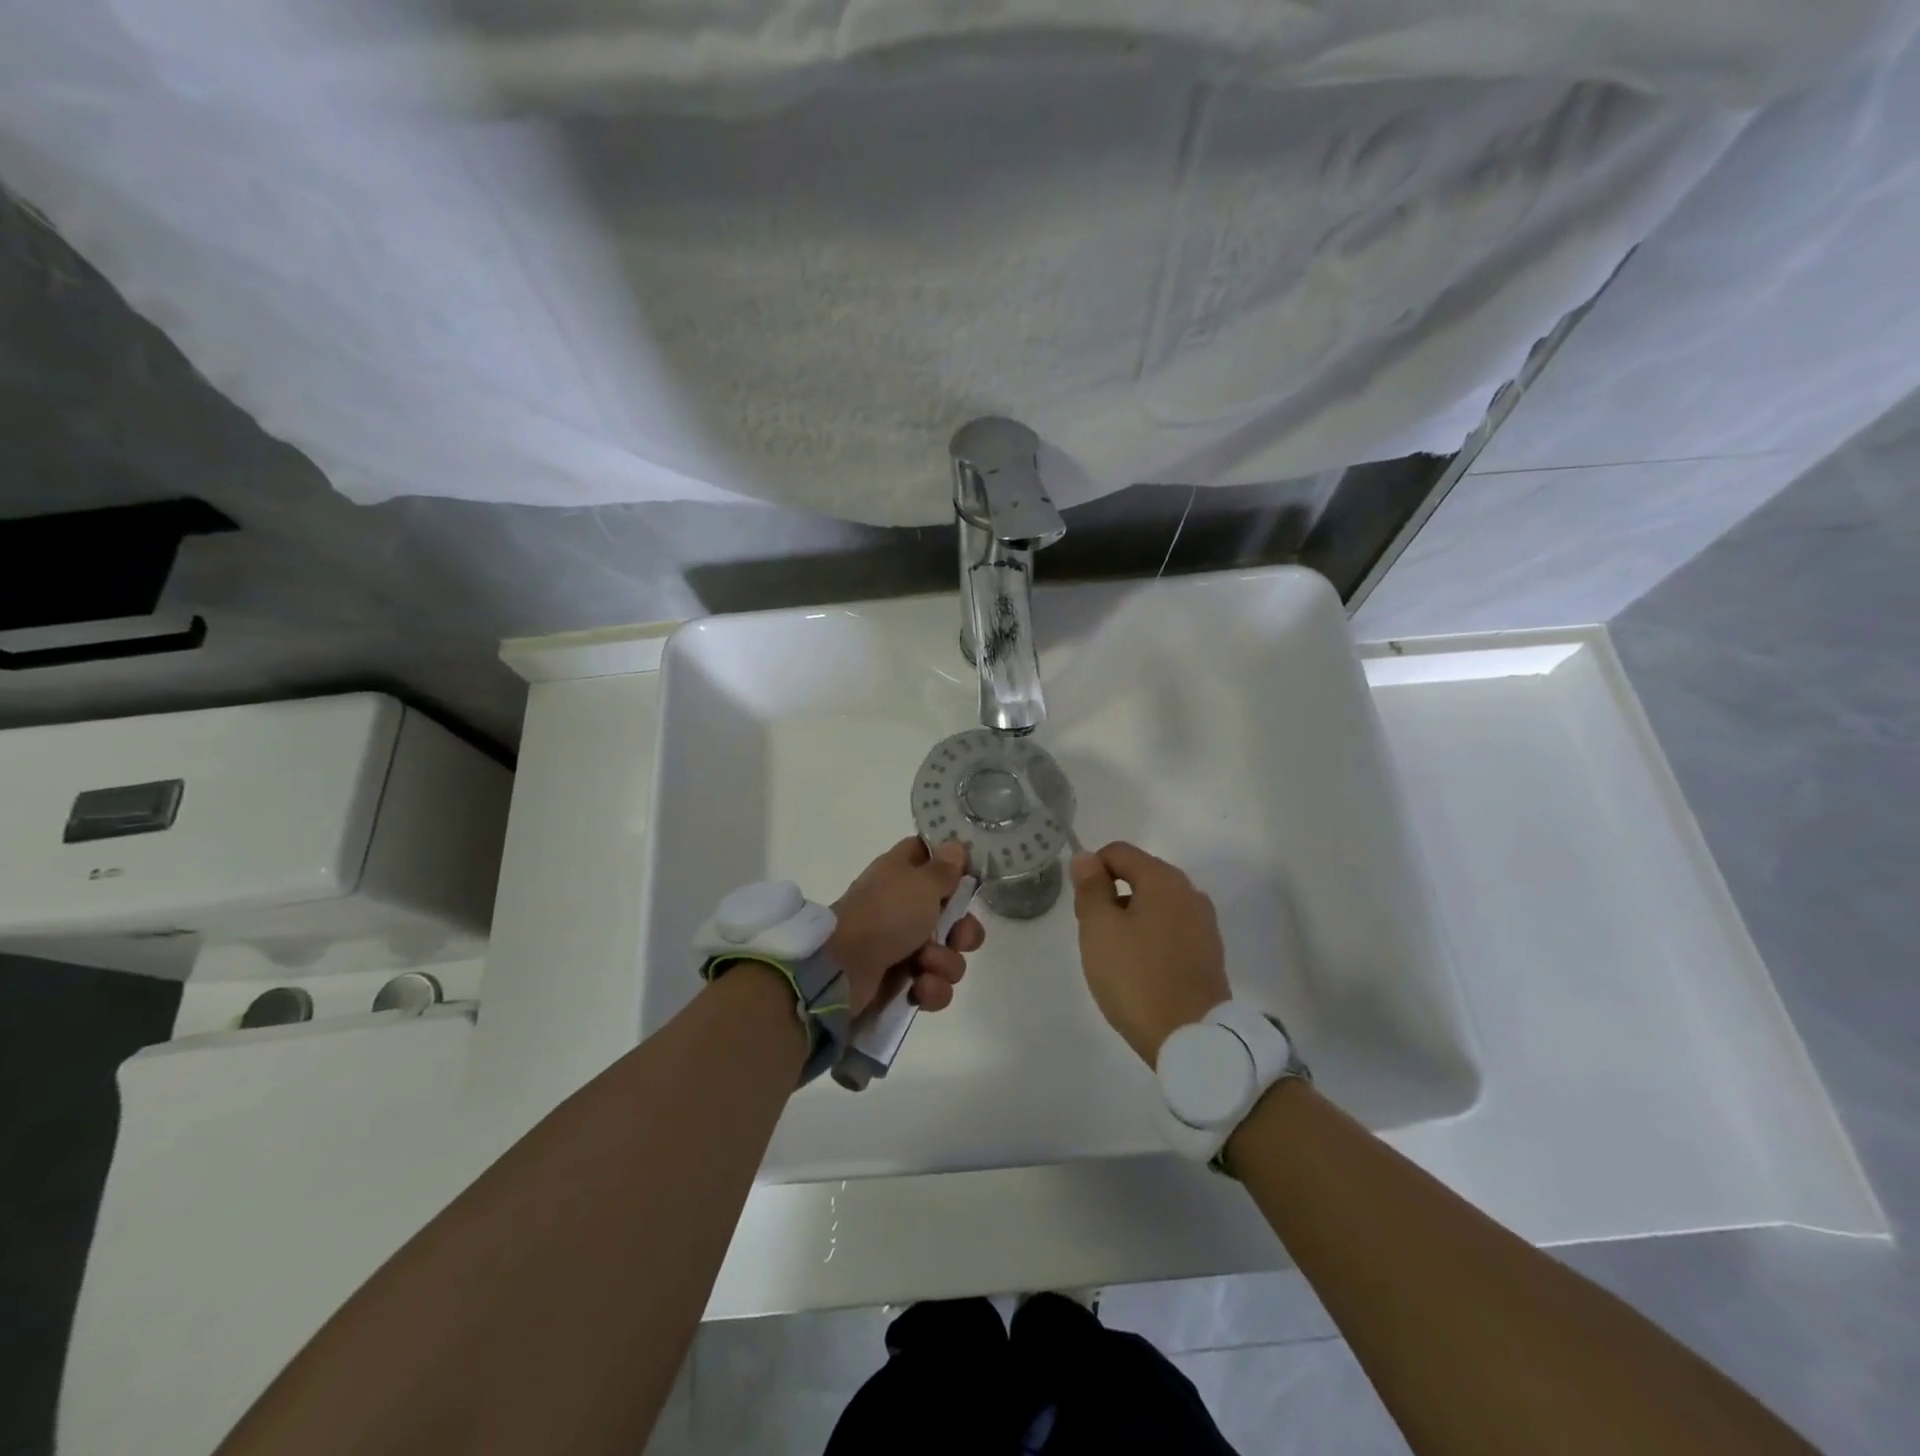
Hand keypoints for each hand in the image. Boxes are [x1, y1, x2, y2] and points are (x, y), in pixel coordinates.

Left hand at [830, 838, 984, 1014]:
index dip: (952, 864)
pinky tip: (918, 988)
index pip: (930, 856)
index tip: (970, 876)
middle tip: (957, 937)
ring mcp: (902, 947)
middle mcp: (904, 907)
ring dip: (945, 962)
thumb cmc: (885, 915)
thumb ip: (944, 867)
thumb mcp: (921, 883)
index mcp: (903, 874)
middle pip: (952, 915)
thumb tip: (955, 845)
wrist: (842, 971)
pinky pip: (934, 985)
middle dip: (964, 931)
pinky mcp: (901, 983)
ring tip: (925, 965)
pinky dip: (930, 989)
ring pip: (949, 954)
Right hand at [1070, 842, 1229, 1065]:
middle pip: (1140, 876)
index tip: (1081, 906)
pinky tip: (1141, 970)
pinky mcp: (1209, 953)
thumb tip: (1086, 858)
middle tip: (1094, 934)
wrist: (1192, 1038)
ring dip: (1131, 918)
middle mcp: (1190, 893)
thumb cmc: (1137, 977)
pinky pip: (1171, 930)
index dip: (1091, 869)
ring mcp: (1204, 924)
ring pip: (1156, 905)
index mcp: (1164, 879)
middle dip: (1111, 896)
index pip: (1119, 852)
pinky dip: (1151, 938)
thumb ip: (1090, 888)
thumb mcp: (1099, 929)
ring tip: (1116, 956)